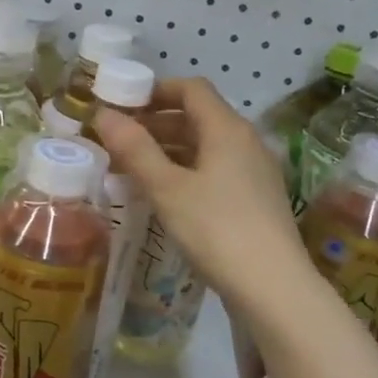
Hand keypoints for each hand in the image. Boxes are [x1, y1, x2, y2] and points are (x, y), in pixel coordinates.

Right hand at [92, 77, 308, 304]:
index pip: (191, 89)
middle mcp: (246, 142)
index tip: (121, 103)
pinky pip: (215, 171)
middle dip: (156, 123)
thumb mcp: (167, 188)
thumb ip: (135, 149)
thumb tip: (104, 114)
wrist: (273, 287)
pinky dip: (185, 172)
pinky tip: (163, 195)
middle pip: (197, 117)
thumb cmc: (216, 229)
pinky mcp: (255, 200)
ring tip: (131, 169)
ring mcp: (254, 172)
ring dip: (168, 150)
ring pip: (205, 147)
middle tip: (118, 140)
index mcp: (227, 129)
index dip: (155, 90)